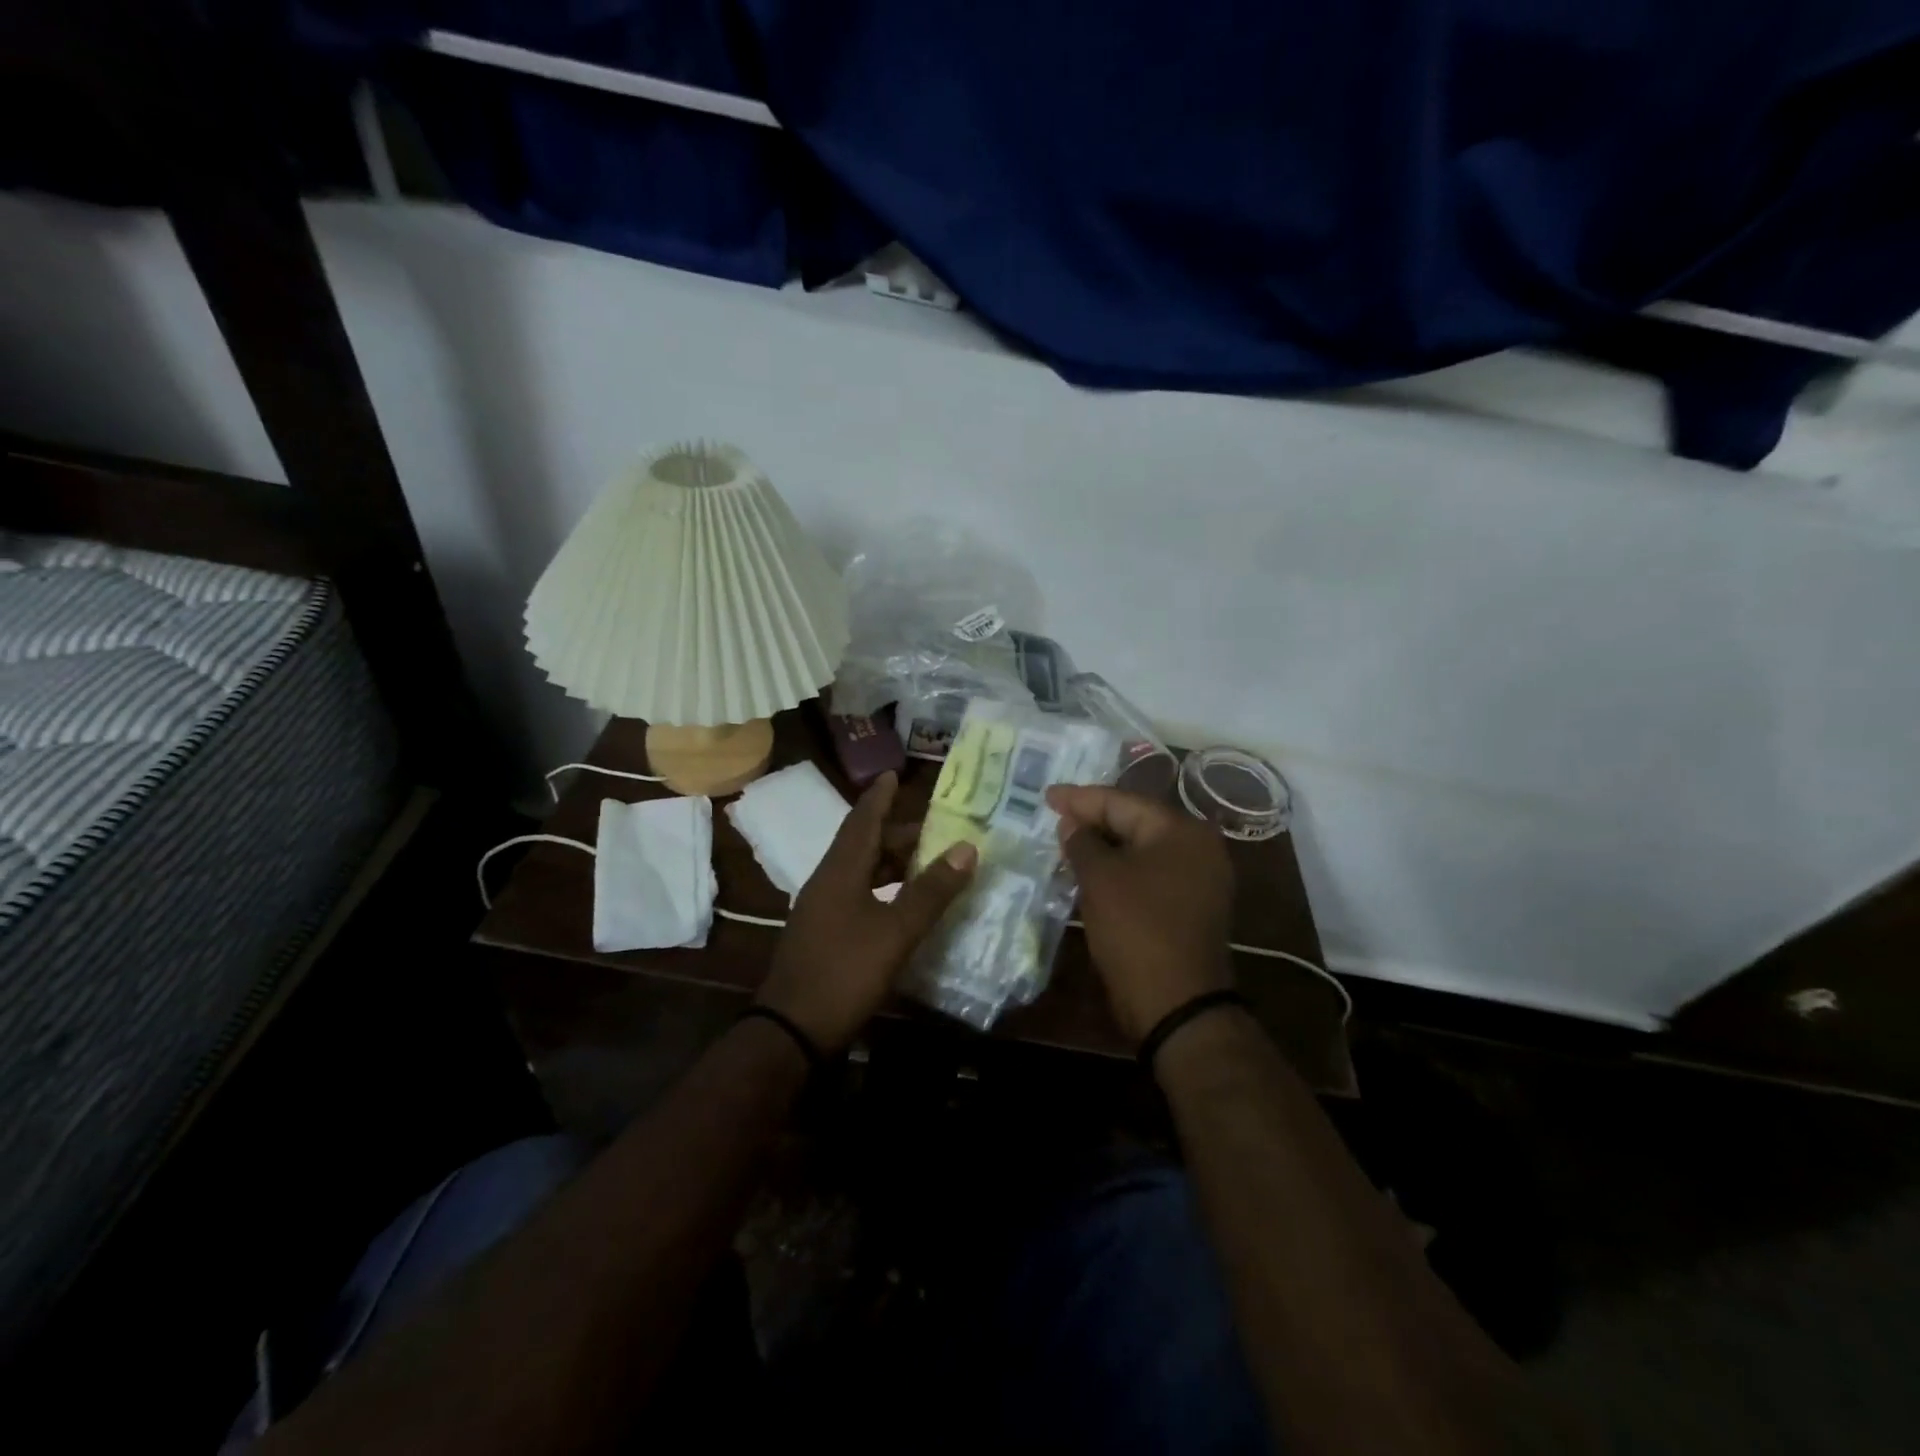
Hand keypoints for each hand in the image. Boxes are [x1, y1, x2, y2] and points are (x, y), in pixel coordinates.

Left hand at [756, 772, 976, 1054]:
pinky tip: (900, 902)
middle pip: (862, 844)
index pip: (862, 819)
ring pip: (859, 871)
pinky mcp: (822, 933)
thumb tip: (967, 847)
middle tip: (932, 829)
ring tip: (924, 862)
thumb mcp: (896, 931)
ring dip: (889, 862)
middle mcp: (827, 881)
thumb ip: (931, 890)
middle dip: (895, 833)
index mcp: (840, 871)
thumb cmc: (845, 972)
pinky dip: (881, 887)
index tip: (894, 773)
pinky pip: (855, 893)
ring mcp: (820, 909)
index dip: (880, 796)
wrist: (790, 1030)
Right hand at [1046, 785, 1234, 1044]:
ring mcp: (1200, 878)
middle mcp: (1198, 847)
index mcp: (1181, 830)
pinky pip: (1150, 872)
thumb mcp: (1100, 879)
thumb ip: (1082, 842)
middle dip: (1093, 819)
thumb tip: (1071, 822)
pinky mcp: (1192, 905)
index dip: (1080, 798)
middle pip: (1136, 821)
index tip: (1046, 796)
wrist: (1176, 1003)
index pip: (1122, 801)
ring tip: (1067, 840)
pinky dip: (1121, 868)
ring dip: (1105, 846)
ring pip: (1142, 849)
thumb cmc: (1137, 929)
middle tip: (1055, 815)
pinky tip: (1092, 870)